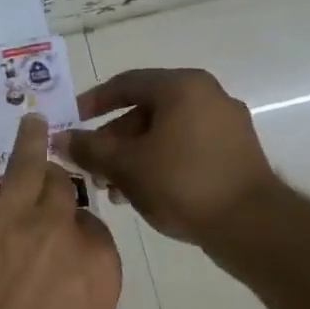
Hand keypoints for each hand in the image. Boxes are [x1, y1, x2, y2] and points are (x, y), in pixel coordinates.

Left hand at [0, 113, 120, 308]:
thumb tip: (83, 291)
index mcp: (96, 262)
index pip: (92, 226)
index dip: (78, 227)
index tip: (67, 232)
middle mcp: (58, 228)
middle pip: (62, 188)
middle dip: (56, 183)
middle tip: (48, 175)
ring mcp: (8, 216)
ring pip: (25, 165)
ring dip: (30, 142)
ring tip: (31, 123)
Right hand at [59, 68, 280, 247]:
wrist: (252, 225)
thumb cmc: (182, 183)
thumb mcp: (125, 165)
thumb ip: (88, 148)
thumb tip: (57, 139)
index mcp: (182, 87)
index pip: (126, 83)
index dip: (92, 102)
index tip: (71, 121)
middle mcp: (207, 96)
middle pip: (145, 110)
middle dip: (112, 139)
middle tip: (90, 165)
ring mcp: (225, 124)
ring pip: (164, 132)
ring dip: (133, 156)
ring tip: (112, 189)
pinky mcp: (234, 152)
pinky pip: (185, 147)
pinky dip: (159, 162)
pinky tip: (141, 193)